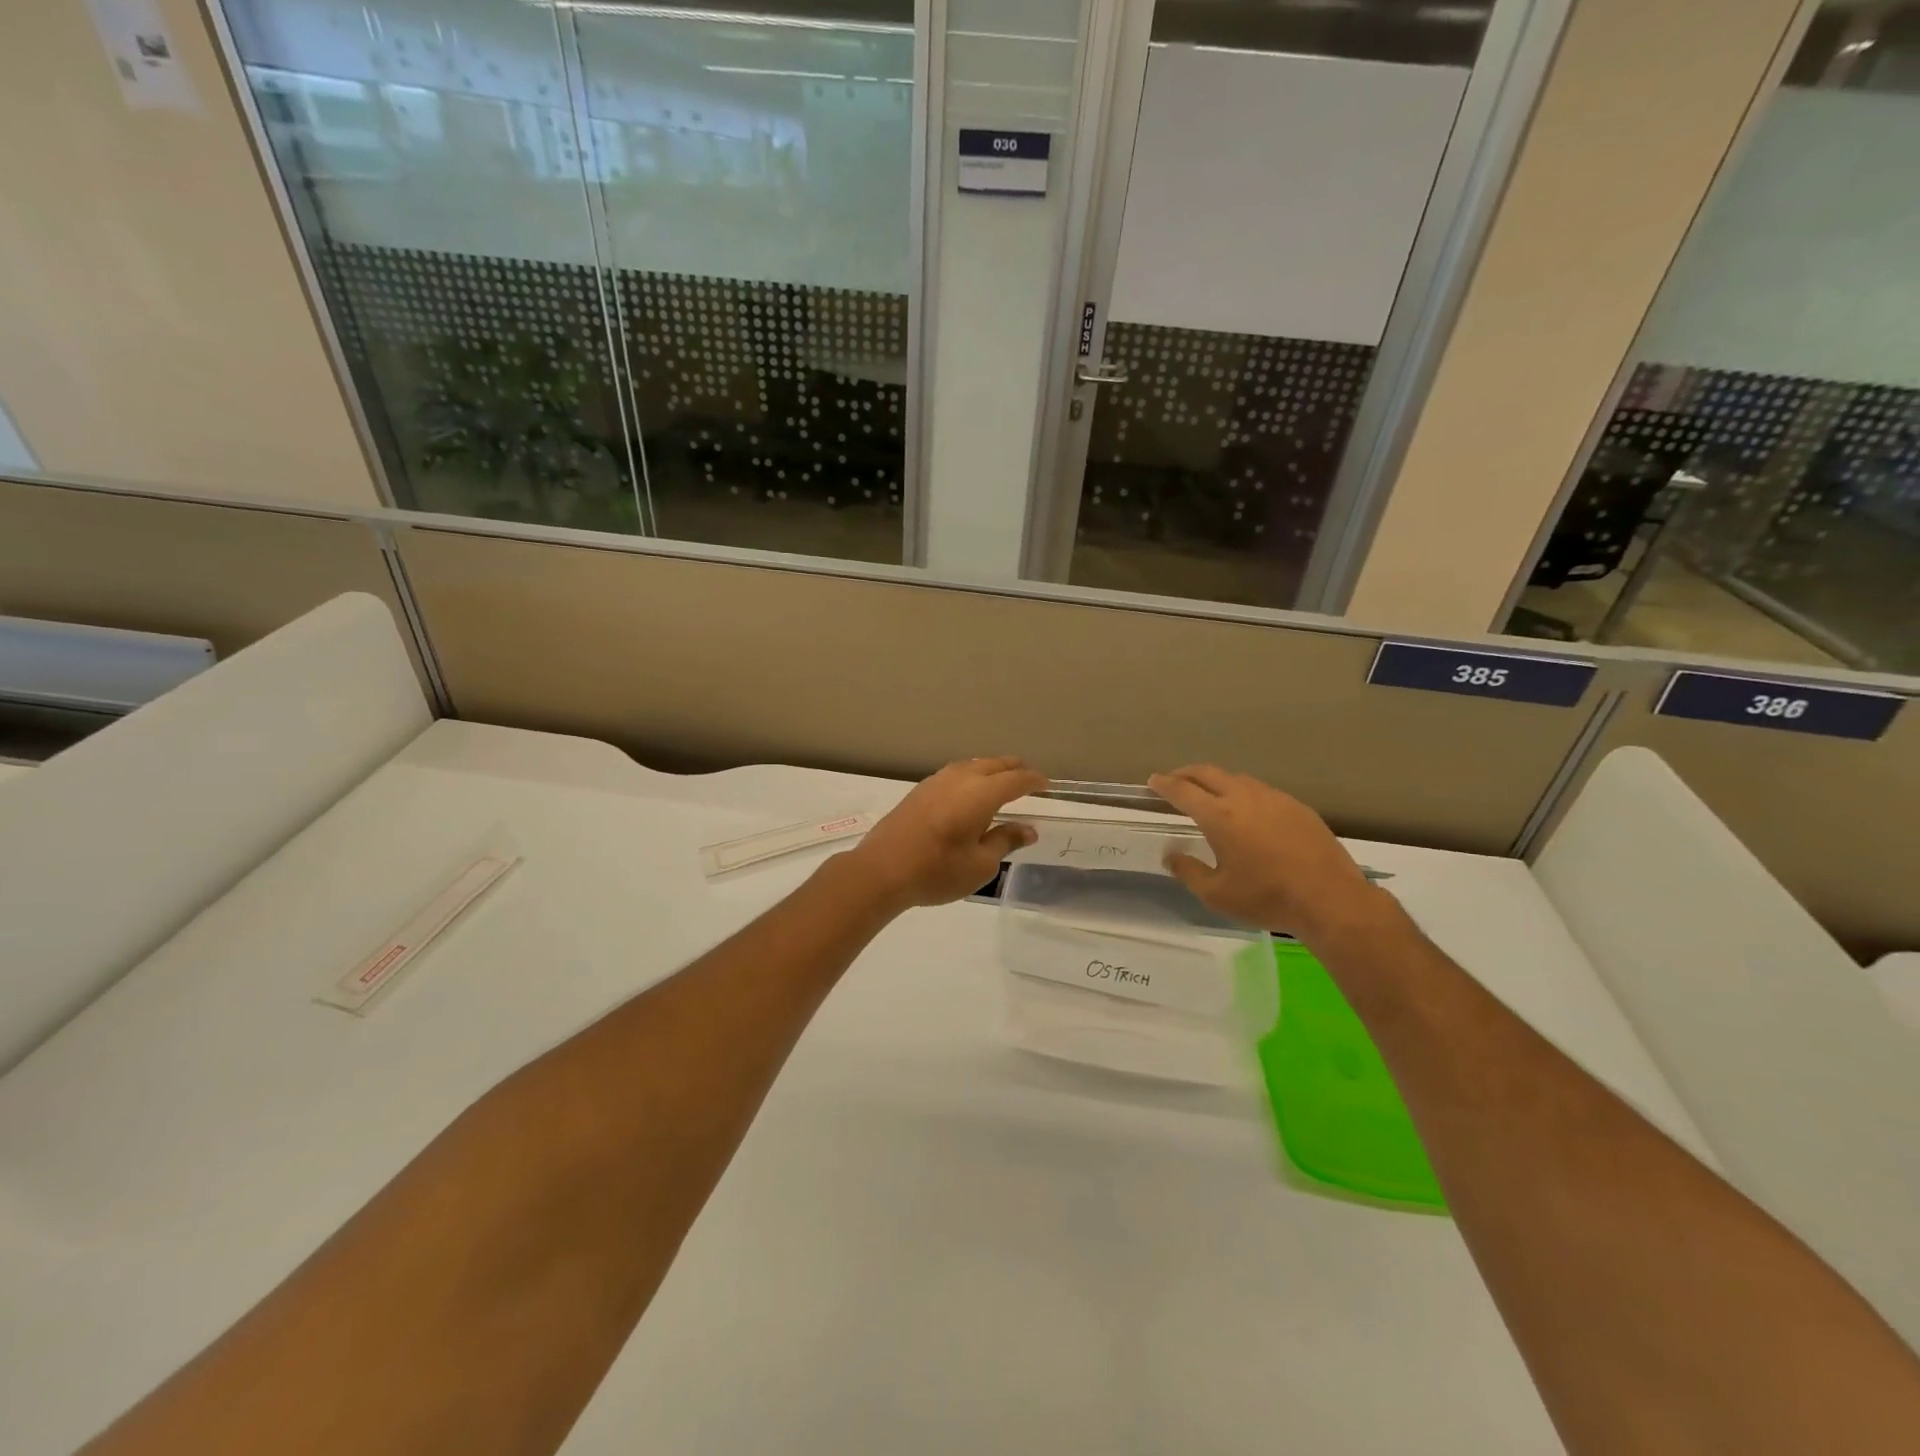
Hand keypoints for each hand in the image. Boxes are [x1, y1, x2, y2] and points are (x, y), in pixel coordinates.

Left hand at [845, 758, 1046, 910]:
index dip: (1034, 781)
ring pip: (972, 765)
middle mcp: (960, 778)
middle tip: (1028, 779)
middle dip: (1014, 769)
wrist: (881, 870)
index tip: (1046, 786)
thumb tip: (1028, 829)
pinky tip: (969, 793)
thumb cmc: (937, 870)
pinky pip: (955, 774)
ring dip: (991, 770)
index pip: (1016, 779)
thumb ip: (1005, 840)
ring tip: (1001, 783)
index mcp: (981, 792)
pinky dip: (971, 777)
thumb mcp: (981, 864)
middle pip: (994, 764)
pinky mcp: (919, 791)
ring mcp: (936, 781)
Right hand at [1147, 765, 1384, 944]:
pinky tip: (1247, 810)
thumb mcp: (1217, 895)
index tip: (1153, 781)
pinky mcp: (1297, 807)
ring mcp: (1274, 798)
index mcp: (1219, 816)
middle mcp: (1244, 798)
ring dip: (1216, 780)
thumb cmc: (1267, 898)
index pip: (1183, 791)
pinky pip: (1261, 790)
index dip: (1164, 784)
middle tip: (1174, 780)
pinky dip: (1243, 792)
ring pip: (1237, 778)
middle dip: (1186, 773)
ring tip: (1209, 793)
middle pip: (1208, 773)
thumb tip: (1171, 855)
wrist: (1330, 899)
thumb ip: (1189, 871)